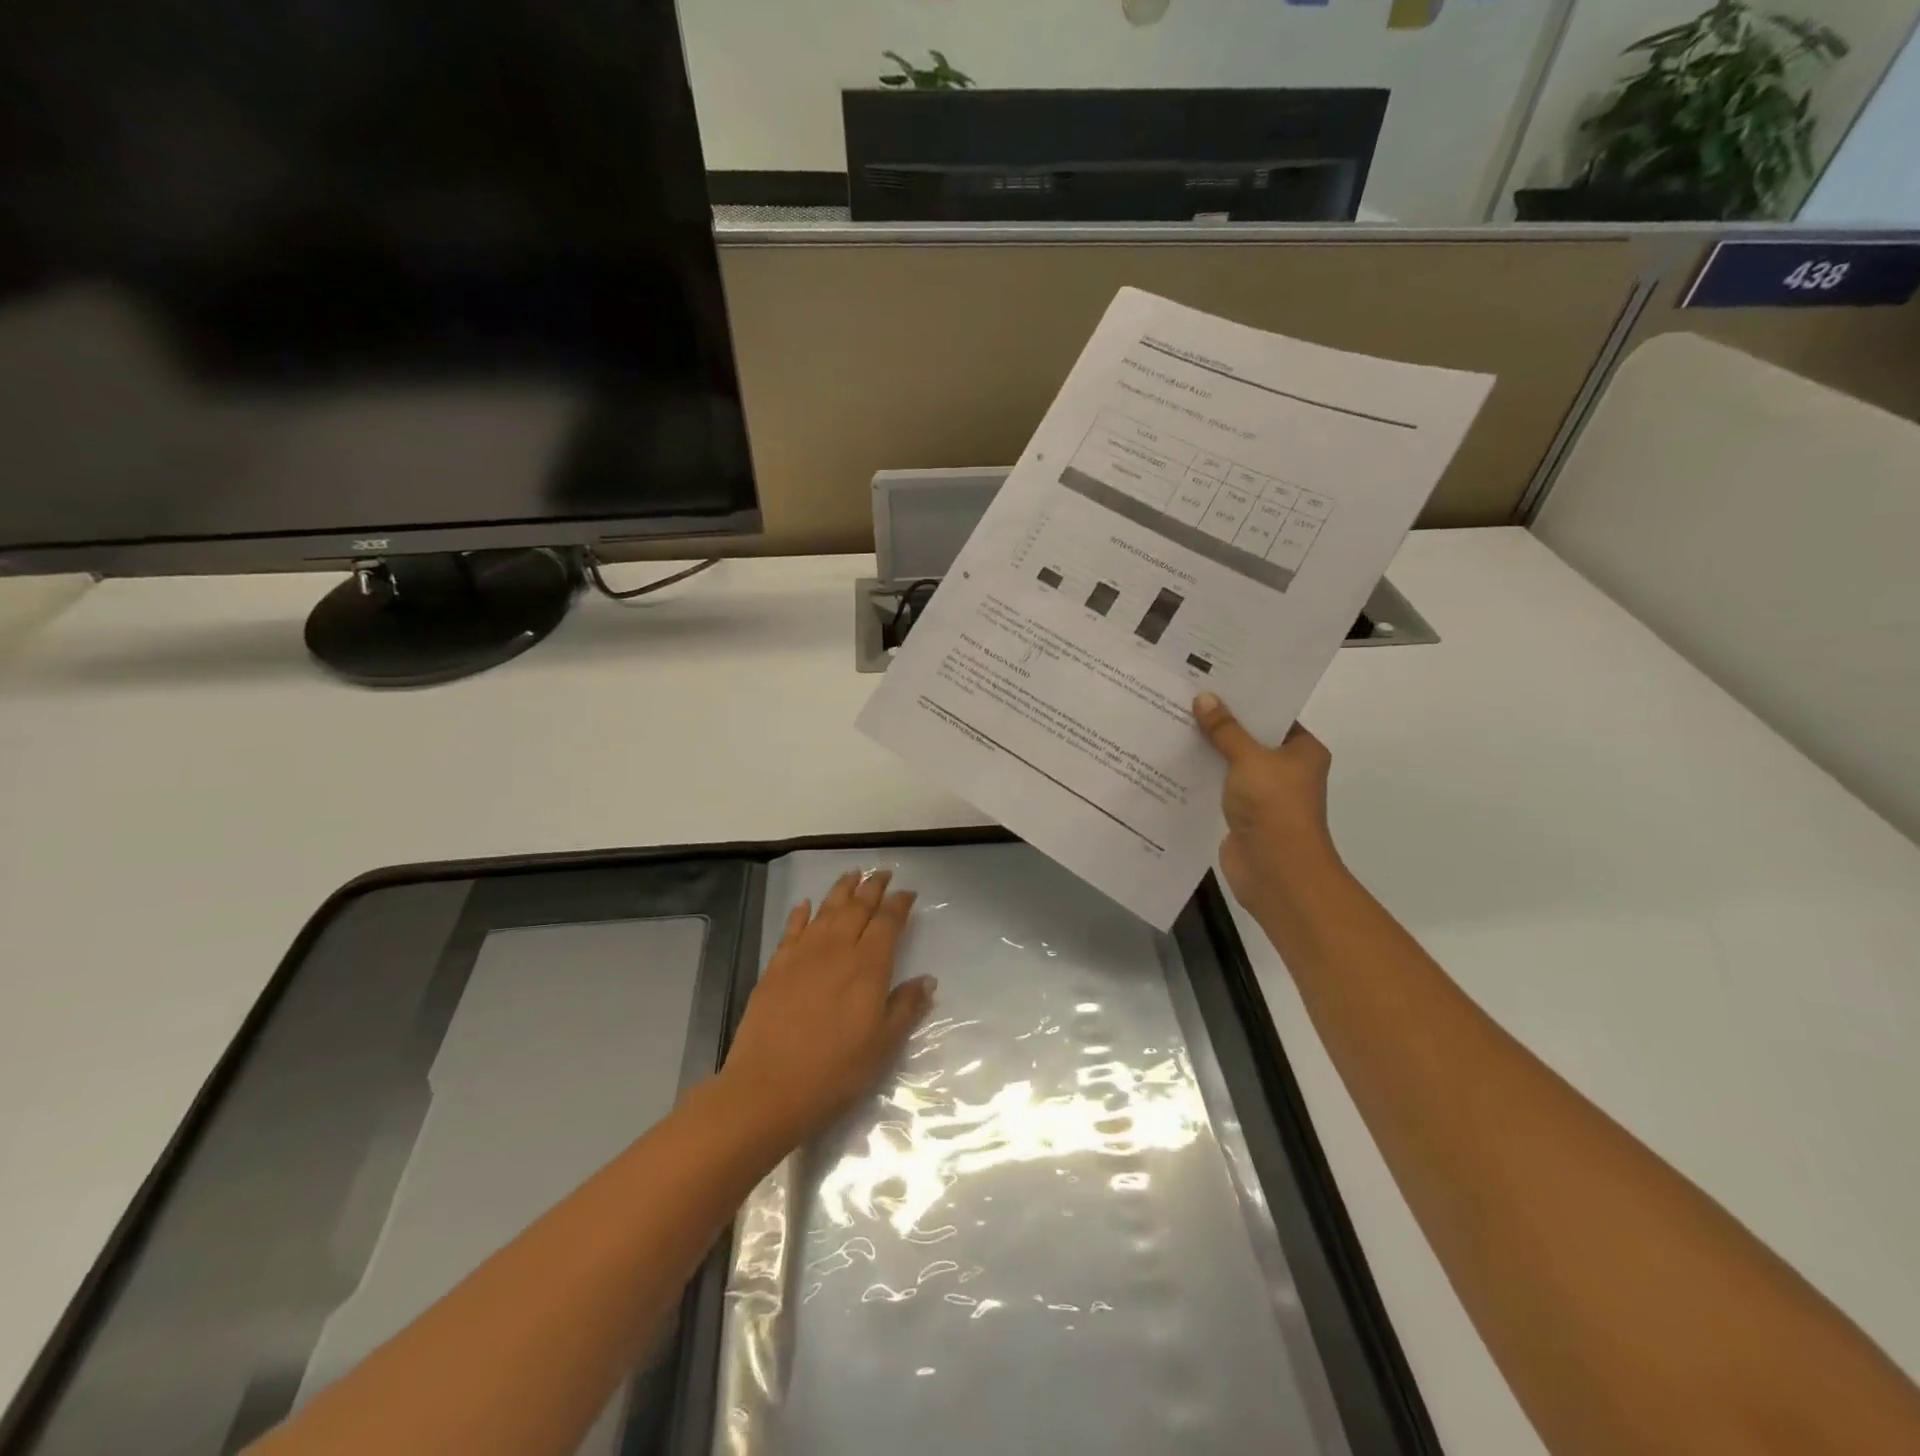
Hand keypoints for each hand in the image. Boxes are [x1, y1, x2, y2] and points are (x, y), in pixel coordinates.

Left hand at [718, 869, 934, 1151]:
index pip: (888, 922)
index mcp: (868, 966)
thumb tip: (927, 979)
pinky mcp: (776, 967)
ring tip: (851, 874)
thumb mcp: (883, 1046)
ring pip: (826, 910)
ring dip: (841, 889)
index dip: (899, 904)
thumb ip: (906, 1007)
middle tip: (882, 873)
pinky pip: (792, 929)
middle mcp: (837, 949)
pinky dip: (801, 912)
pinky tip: (805, 904)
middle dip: (872, 887)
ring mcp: (802, 955)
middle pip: (857, 907)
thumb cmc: (835, 1072)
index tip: (908, 893)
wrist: (767, 1089)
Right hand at [1193, 692, 1340, 917]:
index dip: (1245, 698)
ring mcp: (1263, 793)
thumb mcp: (1249, 759)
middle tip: (1185, 695)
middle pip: (1250, 737)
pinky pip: (1218, 786)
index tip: (1214, 679)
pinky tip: (1173, 759)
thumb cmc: (1274, 807)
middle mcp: (1286, 769)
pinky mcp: (1241, 814)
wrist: (1276, 871)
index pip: (1273, 715)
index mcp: (1303, 750)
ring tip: (1172, 721)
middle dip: (1220, 722)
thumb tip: (1204, 697)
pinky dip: (1201, 775)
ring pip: (1231, 762)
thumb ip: (1225, 729)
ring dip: (1207, 749)